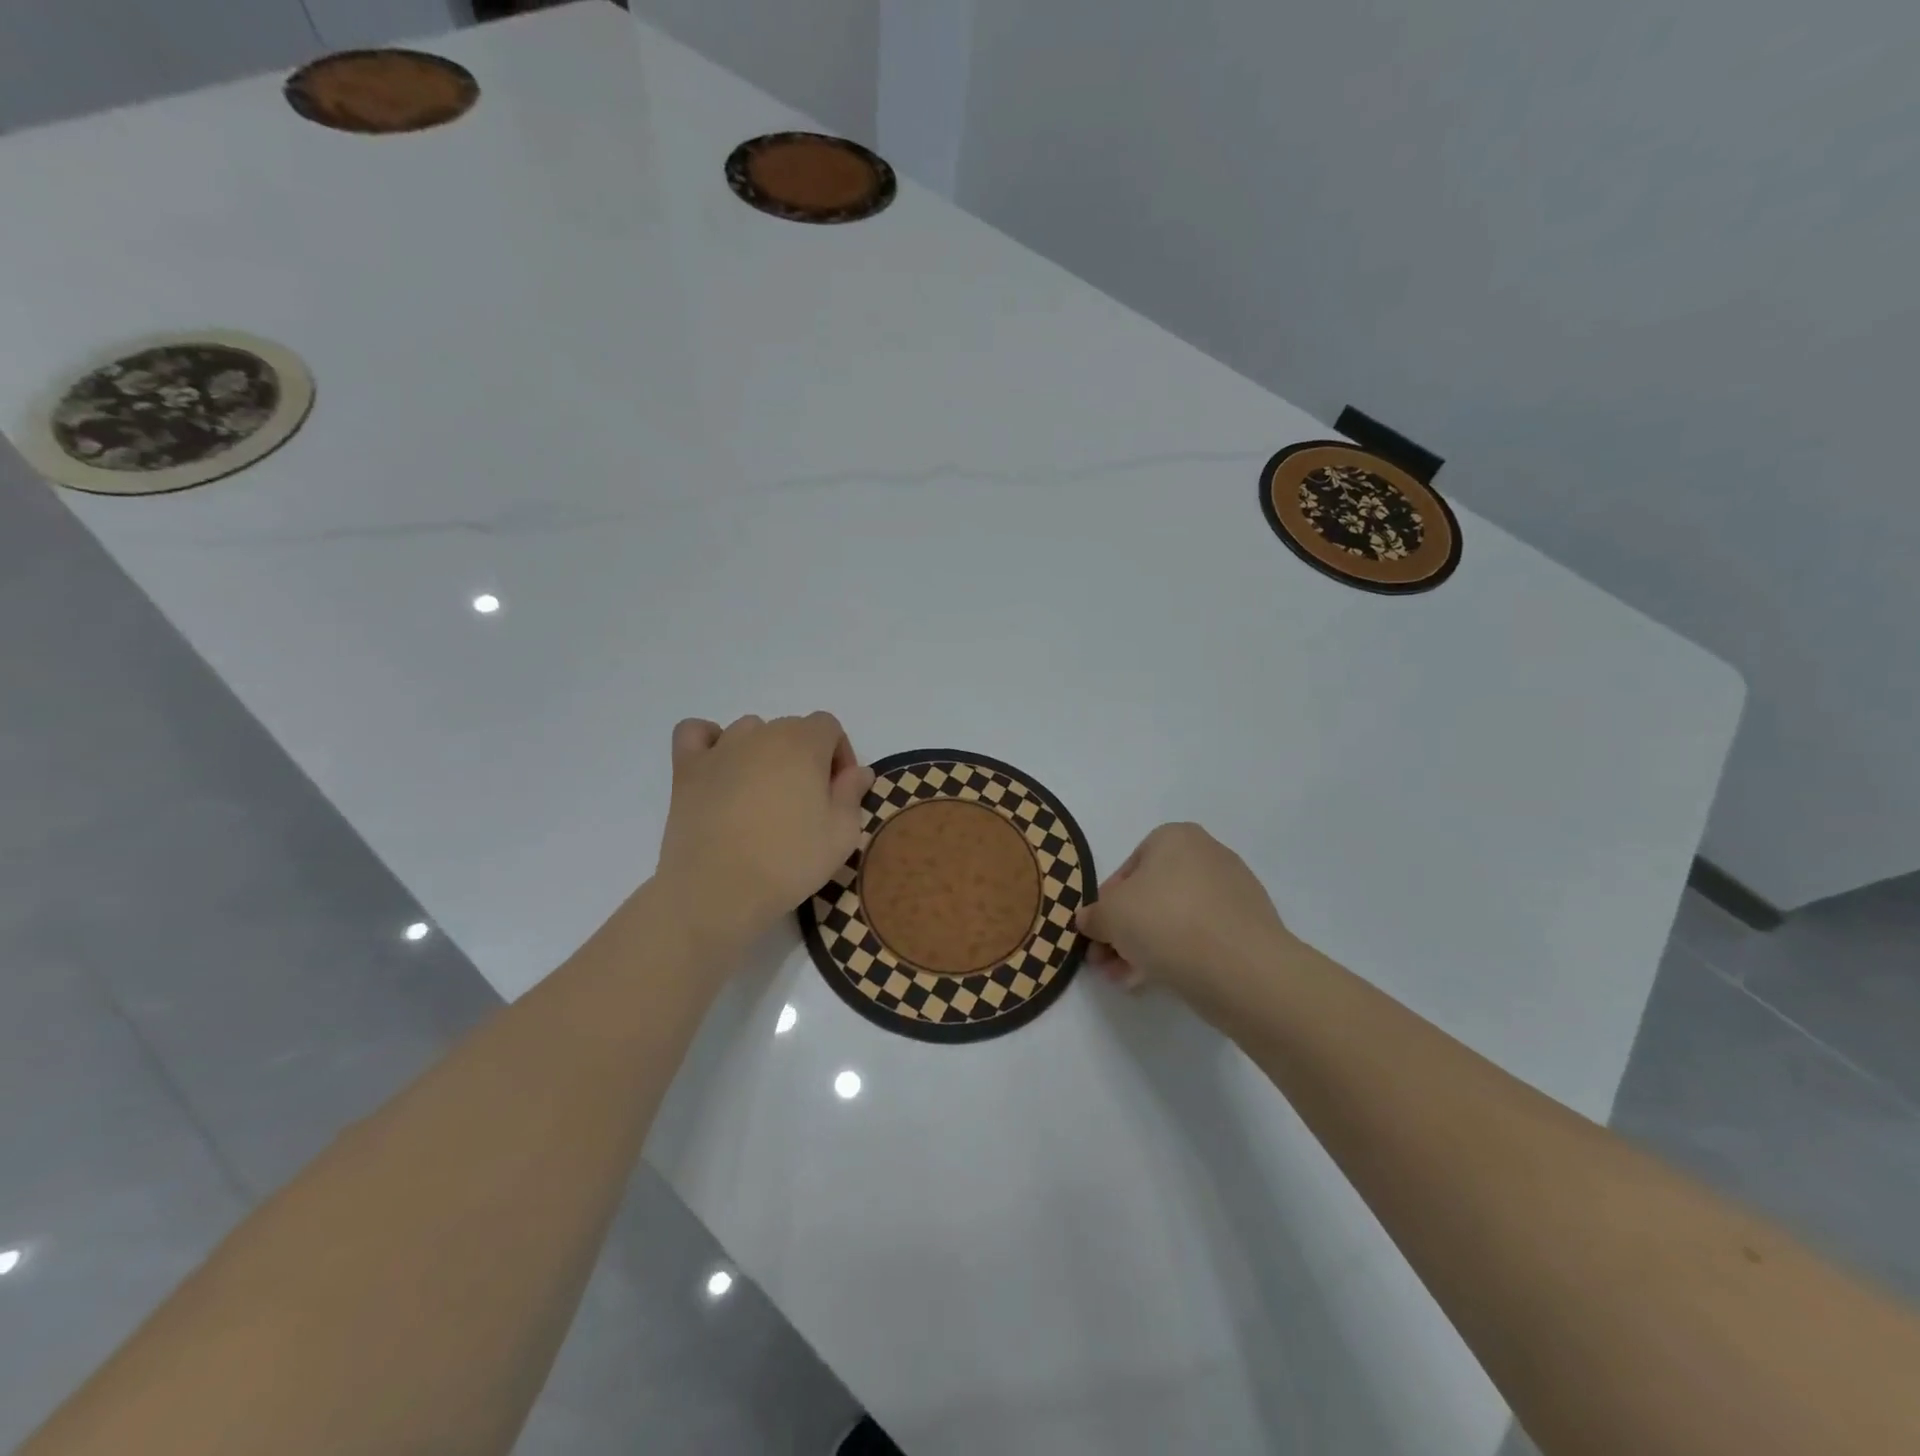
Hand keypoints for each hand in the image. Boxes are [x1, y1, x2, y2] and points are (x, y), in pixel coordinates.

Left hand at [655, 713, 875, 956]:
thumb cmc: (788, 861)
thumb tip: (858, 771)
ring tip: (763, 792)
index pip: (829, 726)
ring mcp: (720, 748)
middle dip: (805, 756)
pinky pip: (695, 733)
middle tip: (805, 802)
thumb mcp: (841, 835)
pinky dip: (709, 740)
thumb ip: (852, 795)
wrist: (718, 890)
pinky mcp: (687, 769)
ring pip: (750, 731)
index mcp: (803, 743)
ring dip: (763, 751)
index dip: (839, 755)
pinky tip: (719, 766)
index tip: (838, 792)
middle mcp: (762, 734)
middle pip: (791, 728)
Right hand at [1078, 823, 1306, 1021]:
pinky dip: (1178, 955)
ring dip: (1145, 948)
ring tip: (1126, 981)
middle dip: (1124, 932)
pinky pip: (1202, 938)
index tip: (1097, 935)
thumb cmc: (1166, 923)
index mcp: (1175, 837)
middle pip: (1151, 897)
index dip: (1105, 906)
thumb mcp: (1109, 916)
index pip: (1127, 871)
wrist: (1243, 969)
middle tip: (1106, 964)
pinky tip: (1159, 981)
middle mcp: (1207, 855)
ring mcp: (1234, 892)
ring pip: (1174, 920)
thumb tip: (1090, 921)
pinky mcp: (1250, 928)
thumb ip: (1093, 916)